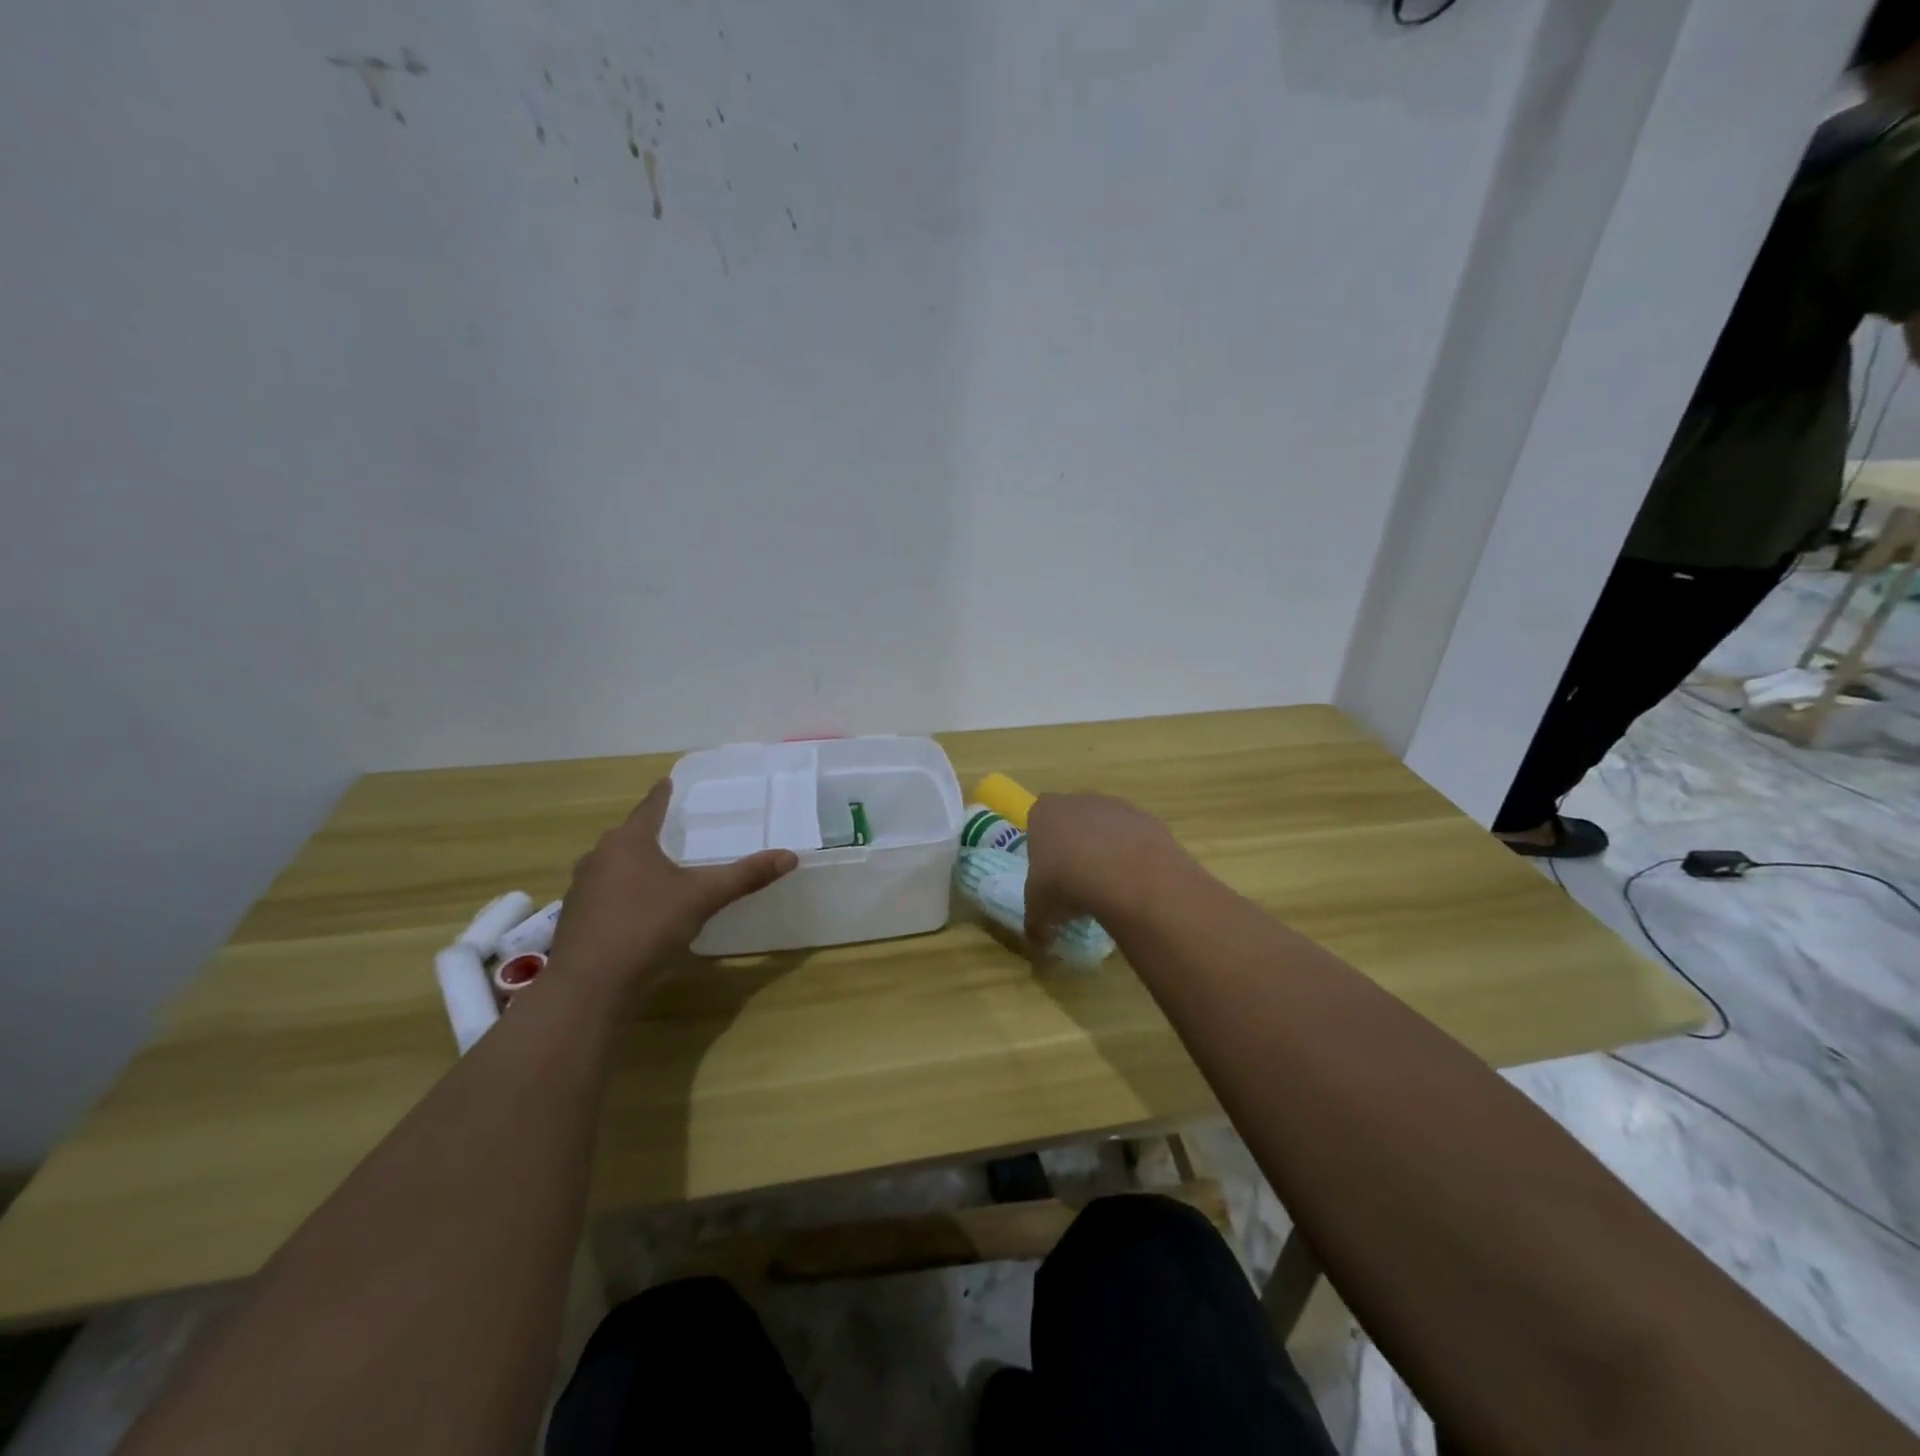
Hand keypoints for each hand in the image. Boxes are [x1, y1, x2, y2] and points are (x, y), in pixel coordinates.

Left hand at [548, 781, 797, 983]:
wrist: (589, 985)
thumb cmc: (646, 926)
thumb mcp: (703, 898)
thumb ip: (745, 876)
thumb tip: (790, 856)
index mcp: (628, 843)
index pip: (649, 808)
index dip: (661, 795)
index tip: (667, 781)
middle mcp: (599, 858)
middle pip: (628, 837)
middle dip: (648, 832)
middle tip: (671, 829)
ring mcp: (582, 889)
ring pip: (613, 866)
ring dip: (633, 864)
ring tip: (657, 869)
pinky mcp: (575, 919)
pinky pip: (604, 893)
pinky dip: (622, 893)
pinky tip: (638, 909)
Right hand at [1024, 792, 1185, 944]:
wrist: (1124, 873)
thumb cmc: (1065, 882)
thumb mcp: (1039, 909)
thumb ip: (1036, 922)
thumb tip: (1037, 941)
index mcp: (1045, 812)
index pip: (1038, 823)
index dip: (1043, 850)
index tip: (1049, 876)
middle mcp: (1078, 800)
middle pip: (1074, 823)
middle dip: (1075, 848)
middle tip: (1077, 885)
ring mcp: (1116, 806)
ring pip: (1107, 829)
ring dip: (1107, 852)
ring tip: (1110, 889)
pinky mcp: (1147, 819)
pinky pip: (1135, 840)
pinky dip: (1133, 858)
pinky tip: (1134, 885)